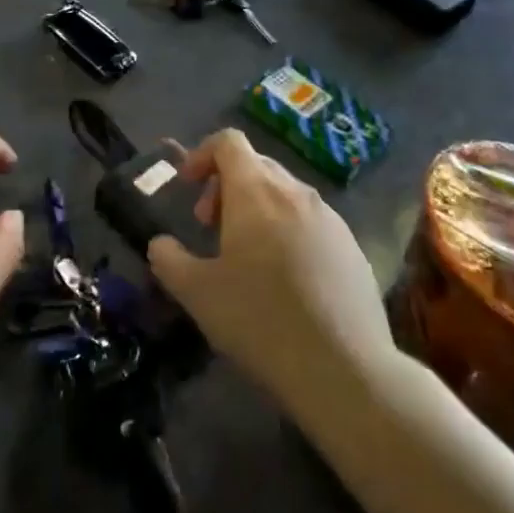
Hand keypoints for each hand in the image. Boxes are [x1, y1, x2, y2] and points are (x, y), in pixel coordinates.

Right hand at [147, 130, 396, 417]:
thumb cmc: (261, 321)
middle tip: (210, 227)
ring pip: (285, 193)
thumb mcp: (198, 294)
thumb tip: (161, 244)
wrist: (346, 371)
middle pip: (256, 165)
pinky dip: (288, 231)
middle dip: (226, 186)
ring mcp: (330, 218)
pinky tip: (286, 281)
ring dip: (258, 209)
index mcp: (256, 191)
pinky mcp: (352, 247)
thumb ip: (169, 260)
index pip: (228, 141)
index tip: (187, 187)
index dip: (202, 154)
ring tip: (247, 257)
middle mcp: (295, 192)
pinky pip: (311, 221)